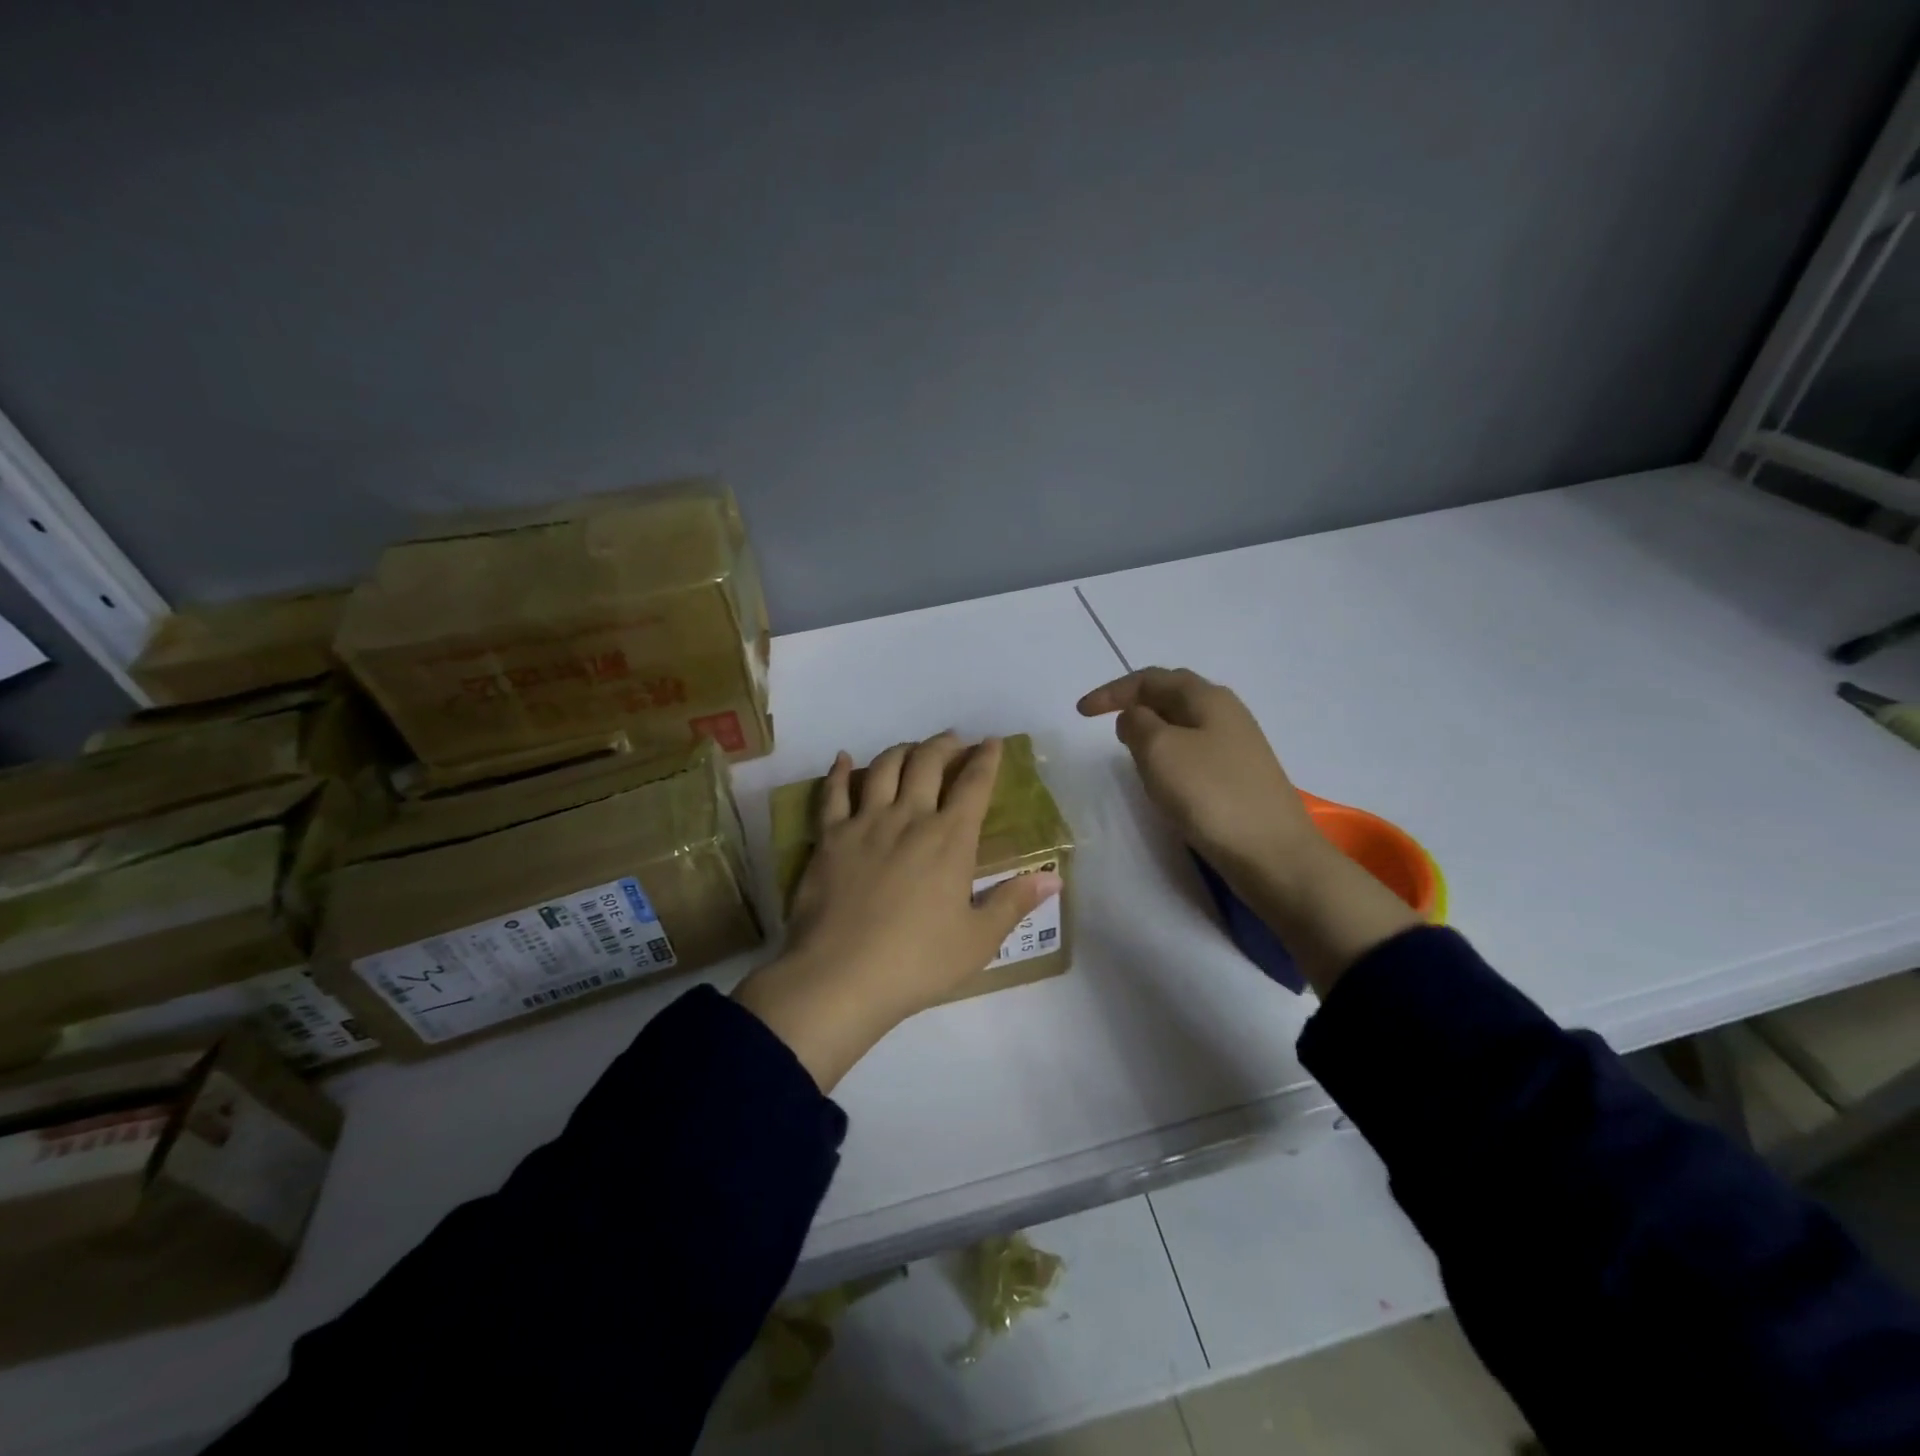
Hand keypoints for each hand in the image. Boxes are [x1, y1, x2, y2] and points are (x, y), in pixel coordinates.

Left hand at [733, 734, 1062, 1090]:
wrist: (841, 977)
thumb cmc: (917, 962)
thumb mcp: (978, 941)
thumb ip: (1014, 903)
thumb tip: (1054, 879)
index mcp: (950, 839)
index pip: (975, 784)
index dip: (987, 759)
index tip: (992, 742)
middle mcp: (909, 818)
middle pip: (928, 762)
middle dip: (944, 745)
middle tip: (953, 741)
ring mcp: (865, 823)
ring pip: (883, 768)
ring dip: (901, 751)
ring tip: (910, 750)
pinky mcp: (829, 838)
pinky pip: (833, 793)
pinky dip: (838, 771)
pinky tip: (842, 759)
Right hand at [1078, 667, 1418, 994]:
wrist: (1273, 854)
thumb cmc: (1210, 795)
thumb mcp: (1160, 750)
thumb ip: (1137, 723)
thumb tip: (1135, 717)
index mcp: (1207, 698)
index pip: (1151, 678)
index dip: (1112, 691)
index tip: (1081, 713)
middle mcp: (1226, 713)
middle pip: (1172, 695)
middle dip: (1135, 702)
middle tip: (1105, 723)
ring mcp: (1238, 746)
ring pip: (1184, 724)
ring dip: (1152, 729)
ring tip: (1129, 749)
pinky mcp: (1240, 777)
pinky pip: (1195, 751)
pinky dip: (1170, 754)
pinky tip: (1164, 777)